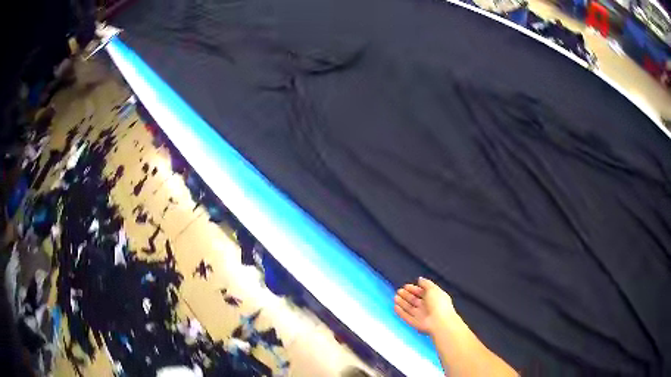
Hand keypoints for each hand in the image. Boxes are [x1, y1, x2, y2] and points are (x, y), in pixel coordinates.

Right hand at [394, 277, 457, 334]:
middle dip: (406, 295)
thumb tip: (420, 279)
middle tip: (399, 291)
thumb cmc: (438, 303)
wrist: (439, 322)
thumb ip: (425, 283)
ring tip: (395, 297)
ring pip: (409, 308)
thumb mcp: (433, 289)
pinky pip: (406, 317)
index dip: (414, 289)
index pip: (422, 292)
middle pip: (414, 300)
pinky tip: (395, 307)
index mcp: (433, 298)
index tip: (406, 286)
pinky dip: (400, 312)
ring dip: (402, 303)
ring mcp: (420, 316)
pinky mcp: (414, 323)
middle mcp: (427, 307)